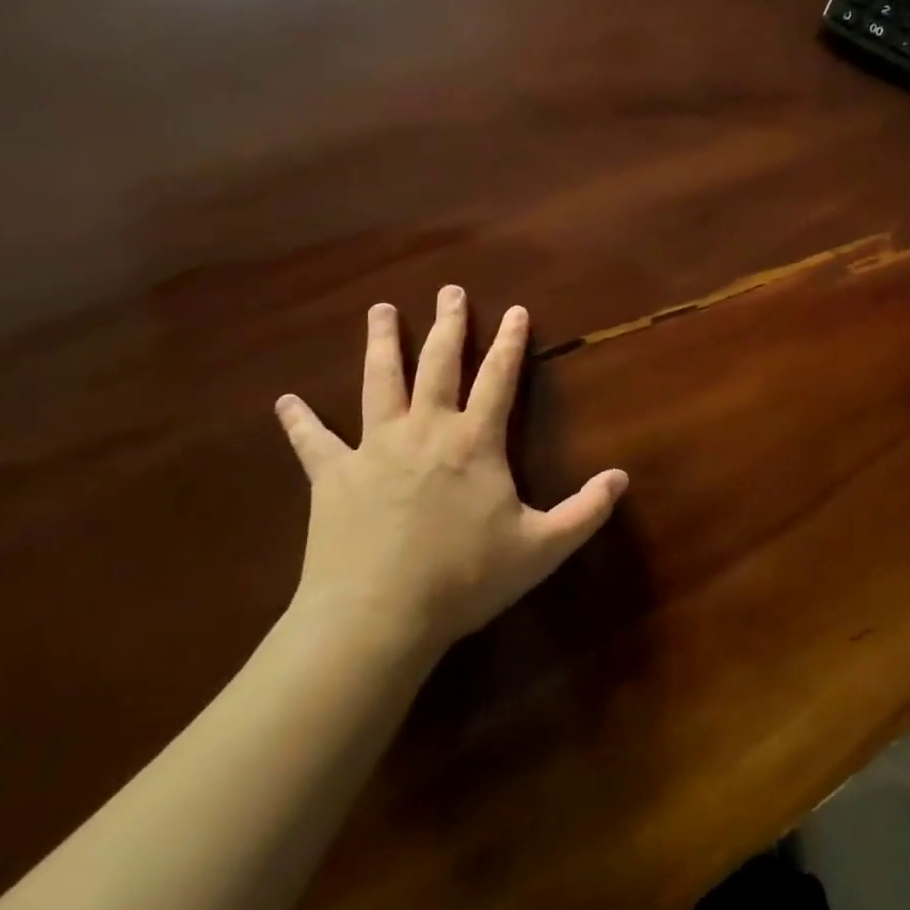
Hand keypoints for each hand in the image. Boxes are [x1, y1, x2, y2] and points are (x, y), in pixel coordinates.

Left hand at [274, 286, 628, 660]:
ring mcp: (374, 448)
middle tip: (450, 291)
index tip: (516, 310)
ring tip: (381, 311)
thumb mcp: (541, 548)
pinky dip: (299, 421)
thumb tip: (623, 477)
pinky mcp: (332, 476)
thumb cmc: (463, 579)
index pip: (499, 377)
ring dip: (382, 344)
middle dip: (449, 325)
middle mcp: (426, 429)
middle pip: (439, 363)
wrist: (376, 618)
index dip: (511, 341)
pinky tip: (285, 401)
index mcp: (474, 441)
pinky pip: (312, 442)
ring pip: (379, 382)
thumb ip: (585, 511)